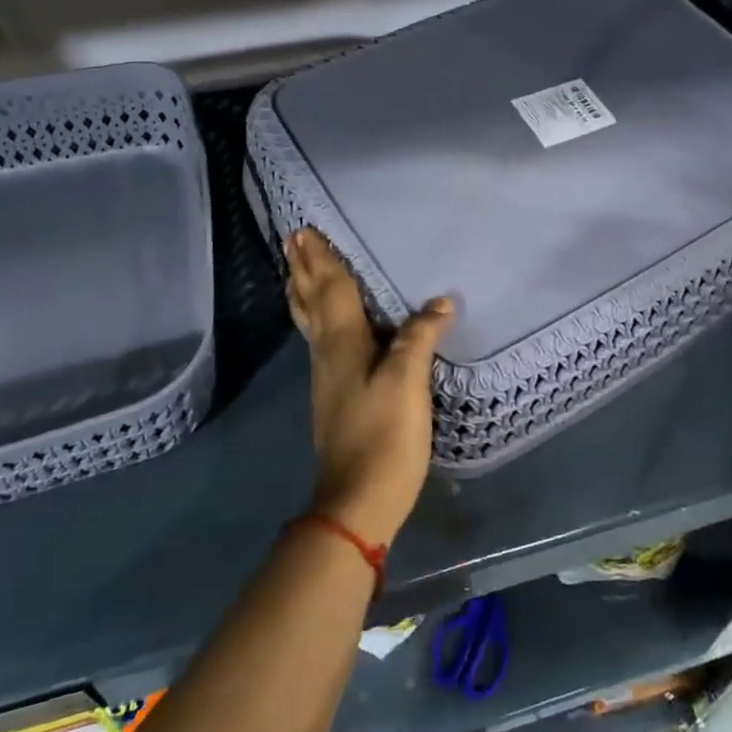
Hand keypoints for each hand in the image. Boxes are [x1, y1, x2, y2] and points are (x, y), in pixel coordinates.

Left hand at [285, 228, 452, 545]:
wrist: (359, 500)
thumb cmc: (384, 435)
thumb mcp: (408, 382)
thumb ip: (419, 337)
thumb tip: (438, 301)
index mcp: (343, 343)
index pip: (331, 289)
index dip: (321, 260)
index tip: (305, 231)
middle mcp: (327, 353)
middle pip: (312, 302)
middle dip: (304, 269)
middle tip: (293, 241)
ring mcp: (327, 377)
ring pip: (311, 321)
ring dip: (304, 291)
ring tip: (297, 271)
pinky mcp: (335, 396)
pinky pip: (320, 340)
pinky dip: (315, 317)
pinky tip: (323, 324)